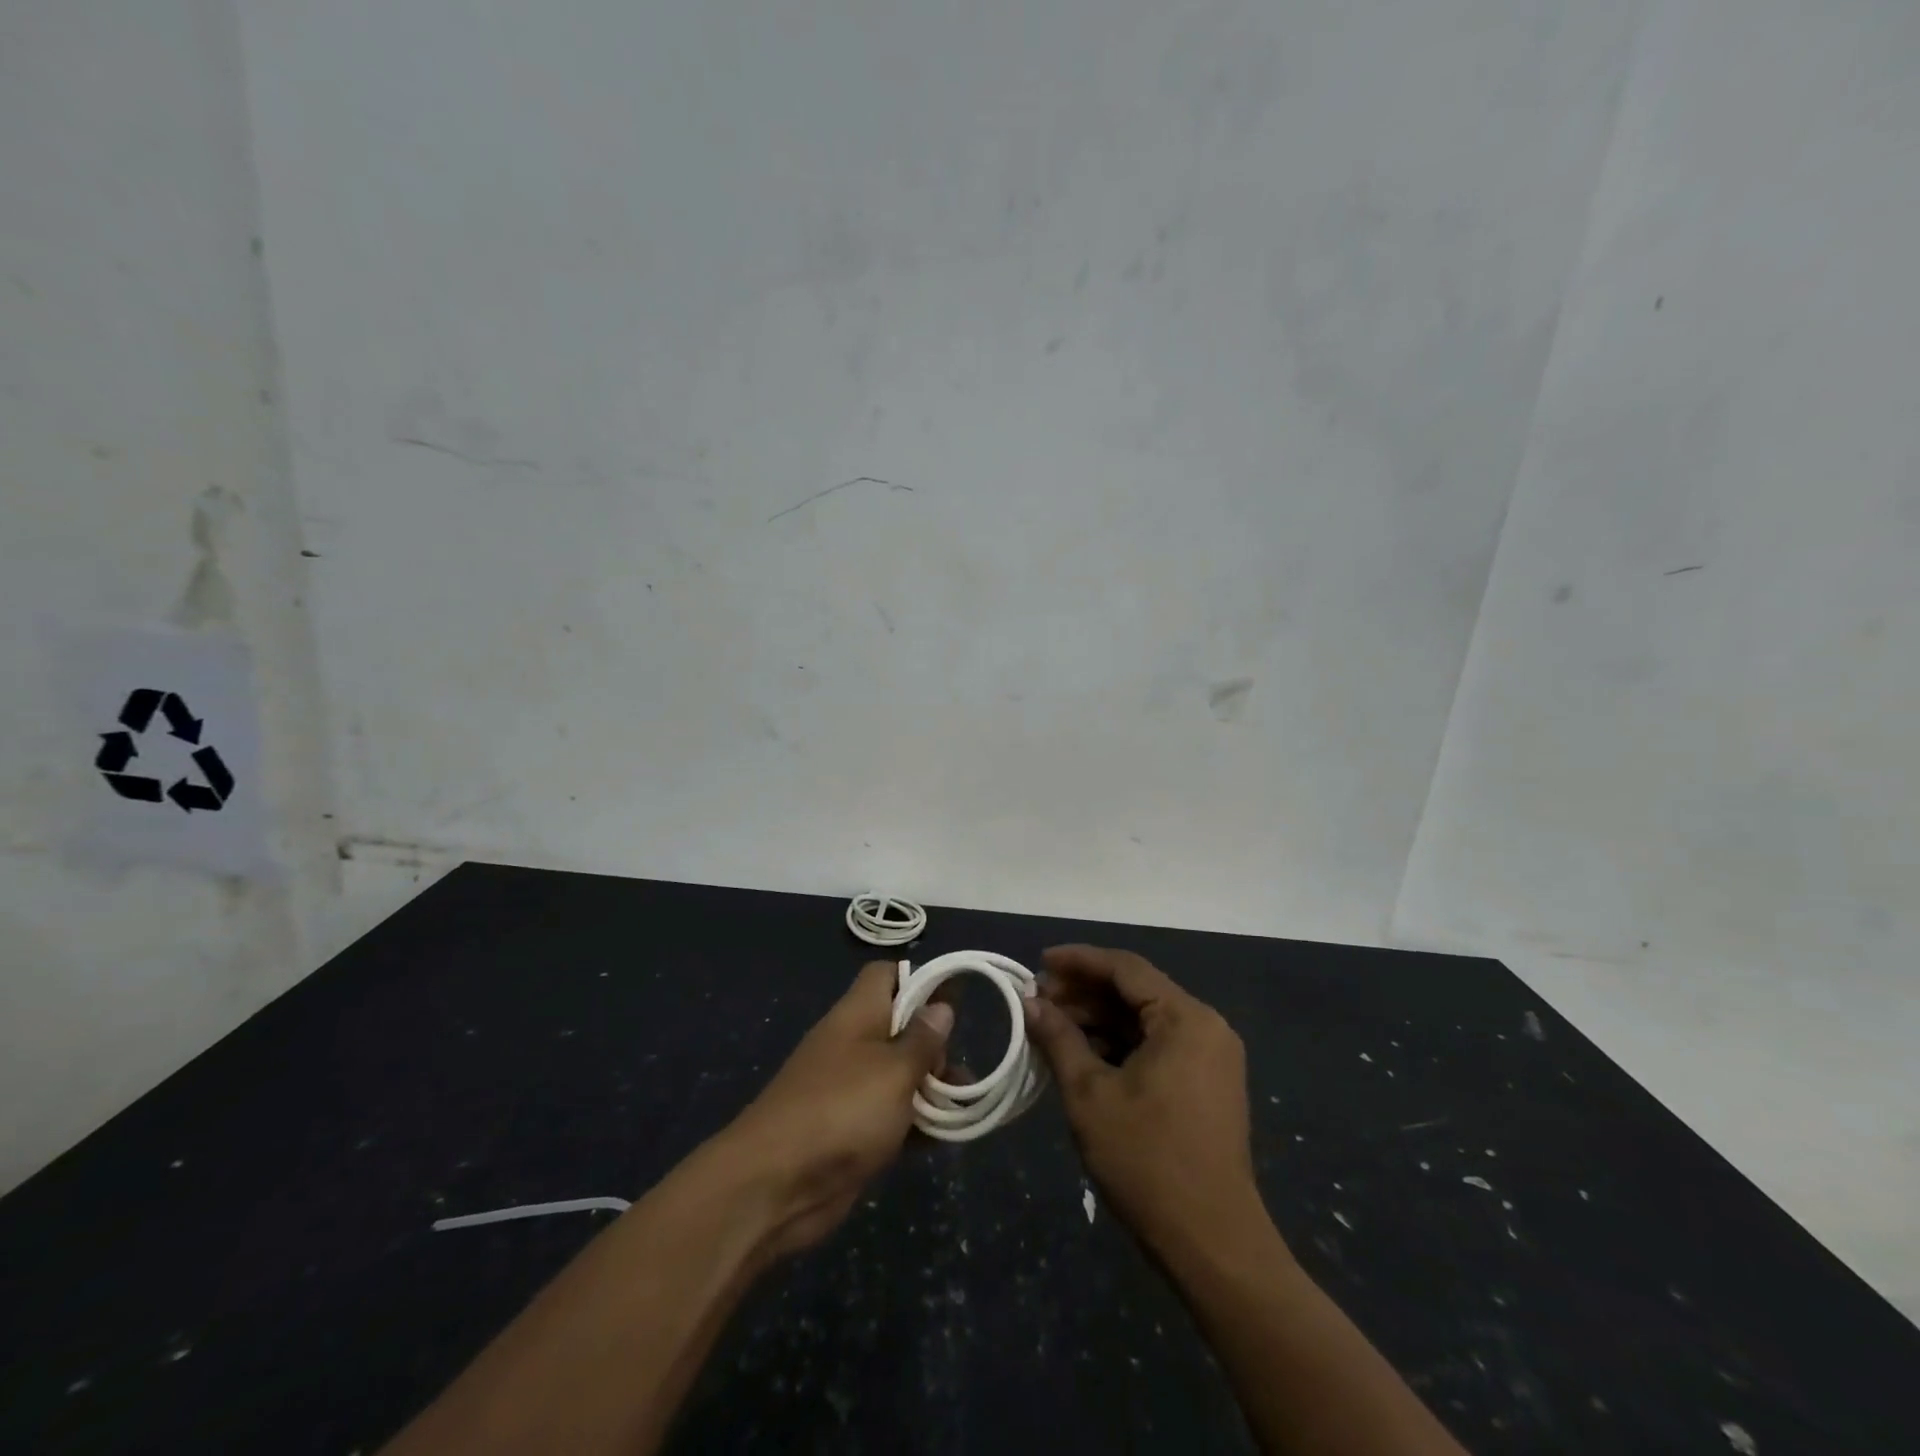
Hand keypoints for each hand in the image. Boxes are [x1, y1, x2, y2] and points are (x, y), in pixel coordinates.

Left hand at [717, 960, 952, 1258]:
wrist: (774, 1185)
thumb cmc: (841, 1111)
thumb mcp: (894, 1070)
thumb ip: (922, 1040)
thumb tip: (941, 1007)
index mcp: (857, 1015)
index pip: (887, 976)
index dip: (919, 980)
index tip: (952, 1002)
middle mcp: (853, 1044)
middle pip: (900, 1027)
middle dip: (934, 1045)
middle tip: (957, 1072)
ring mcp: (850, 1089)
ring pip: (899, 1075)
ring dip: (930, 1089)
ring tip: (963, 1107)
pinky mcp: (851, 1131)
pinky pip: (891, 1116)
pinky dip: (916, 1124)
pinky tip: (944, 1139)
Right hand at [1023, 945, 1264, 1259]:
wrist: (1213, 1245)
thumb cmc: (1147, 1161)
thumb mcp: (1090, 1094)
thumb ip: (1059, 1038)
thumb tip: (1030, 1002)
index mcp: (1185, 1018)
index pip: (1125, 968)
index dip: (1078, 961)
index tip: (1038, 963)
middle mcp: (1205, 1026)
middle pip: (1136, 991)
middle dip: (1085, 994)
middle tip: (1037, 1001)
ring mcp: (1210, 1057)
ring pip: (1145, 1020)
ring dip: (1099, 1020)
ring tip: (1052, 1027)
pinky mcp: (1207, 1084)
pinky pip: (1158, 1046)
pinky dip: (1120, 1045)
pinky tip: (1083, 1055)